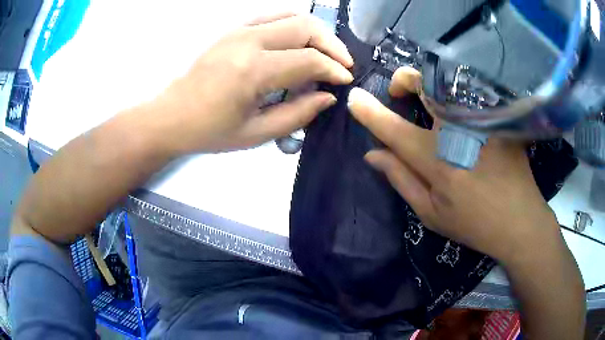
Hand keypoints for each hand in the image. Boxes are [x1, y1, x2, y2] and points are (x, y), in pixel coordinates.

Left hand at [151, 13, 353, 153]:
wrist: (170, 116)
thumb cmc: (209, 131)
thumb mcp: (255, 134)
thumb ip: (297, 115)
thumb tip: (328, 97)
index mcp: (252, 71)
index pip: (309, 60)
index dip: (334, 70)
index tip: (345, 81)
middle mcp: (248, 41)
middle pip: (305, 27)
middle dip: (332, 45)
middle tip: (342, 64)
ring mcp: (238, 30)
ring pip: (291, 15)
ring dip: (315, 31)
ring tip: (325, 51)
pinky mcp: (232, 29)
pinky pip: (272, 16)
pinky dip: (293, 25)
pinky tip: (298, 41)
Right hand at [347, 67, 561, 264]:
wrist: (520, 221)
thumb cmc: (474, 223)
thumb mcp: (431, 213)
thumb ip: (400, 179)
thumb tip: (372, 154)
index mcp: (438, 160)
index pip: (394, 128)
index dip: (370, 112)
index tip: (354, 99)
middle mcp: (458, 130)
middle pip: (424, 83)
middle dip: (404, 80)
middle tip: (401, 93)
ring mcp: (482, 118)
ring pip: (448, 80)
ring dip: (430, 83)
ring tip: (428, 100)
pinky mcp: (498, 116)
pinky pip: (470, 91)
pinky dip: (456, 92)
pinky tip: (458, 110)